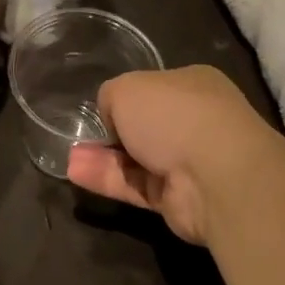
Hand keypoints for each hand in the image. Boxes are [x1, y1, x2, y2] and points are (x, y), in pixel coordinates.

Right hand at [66, 67, 281, 244]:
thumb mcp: (128, 87)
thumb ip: (111, 97)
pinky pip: (135, 186)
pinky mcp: (176, 199)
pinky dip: (107, 180)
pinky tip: (77, 173)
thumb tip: (112, 116)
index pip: (156, 88)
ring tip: (69, 157)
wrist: (214, 174)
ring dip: (103, 157)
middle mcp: (194, 121)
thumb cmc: (173, 114)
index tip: (102, 107)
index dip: (127, 97)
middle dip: (113, 131)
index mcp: (192, 85)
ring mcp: (188, 162)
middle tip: (80, 135)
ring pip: (137, 158)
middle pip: (146, 126)